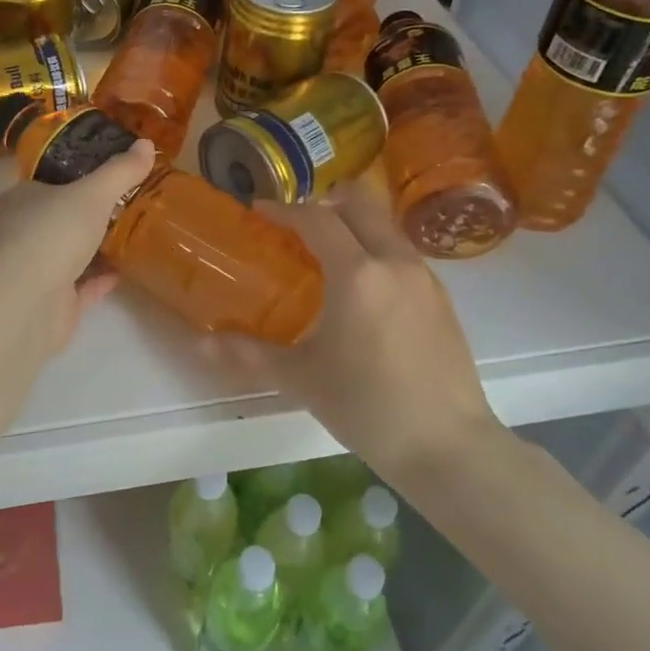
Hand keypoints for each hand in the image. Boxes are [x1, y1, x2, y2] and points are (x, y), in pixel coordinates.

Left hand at [0, 139, 156, 452]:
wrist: (31, 300)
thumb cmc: (51, 230)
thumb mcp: (92, 193)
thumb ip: (119, 172)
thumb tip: (147, 143)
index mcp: (10, 208)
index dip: (5, 199)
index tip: (29, 190)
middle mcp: (15, 241)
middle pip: (30, 231)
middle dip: (55, 224)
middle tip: (88, 212)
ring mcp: (32, 278)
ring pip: (57, 262)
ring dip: (82, 254)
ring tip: (116, 239)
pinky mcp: (52, 310)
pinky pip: (79, 292)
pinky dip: (98, 283)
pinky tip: (122, 272)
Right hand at [204, 174, 506, 479]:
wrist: (449, 447)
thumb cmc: (368, 407)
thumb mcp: (302, 379)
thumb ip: (249, 355)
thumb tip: (200, 345)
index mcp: (357, 273)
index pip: (316, 218)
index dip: (284, 210)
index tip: (259, 213)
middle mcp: (394, 261)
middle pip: (360, 203)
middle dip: (324, 203)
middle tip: (295, 227)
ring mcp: (424, 277)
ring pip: (384, 226)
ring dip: (353, 226)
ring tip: (326, 257)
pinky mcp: (441, 298)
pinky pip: (401, 254)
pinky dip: (375, 251)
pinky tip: (362, 291)